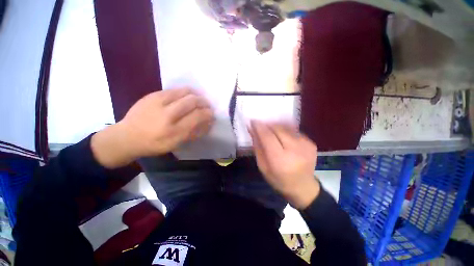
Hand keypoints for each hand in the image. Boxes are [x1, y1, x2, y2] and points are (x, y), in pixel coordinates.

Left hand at [91, 88, 213, 167]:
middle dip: (204, 102)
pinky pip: (174, 89)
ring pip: (185, 92)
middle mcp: (167, 115)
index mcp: (174, 131)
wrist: (127, 136)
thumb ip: (194, 132)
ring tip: (199, 99)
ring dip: (196, 95)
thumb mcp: (177, 144)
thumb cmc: (155, 144)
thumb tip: (208, 122)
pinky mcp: (152, 95)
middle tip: (207, 105)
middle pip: (193, 101)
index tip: (212, 114)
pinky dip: (185, 92)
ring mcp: (158, 102)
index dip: (208, 113)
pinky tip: (187, 97)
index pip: (198, 116)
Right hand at [249, 121, 319, 209]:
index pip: (268, 137)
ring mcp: (305, 145)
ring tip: (271, 131)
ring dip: (276, 127)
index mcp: (280, 160)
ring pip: (286, 128)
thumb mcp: (263, 166)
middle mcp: (295, 150)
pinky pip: (293, 131)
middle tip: (261, 126)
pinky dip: (285, 131)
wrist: (303, 187)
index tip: (253, 121)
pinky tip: (282, 138)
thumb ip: (257, 146)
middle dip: (267, 125)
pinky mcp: (311, 143)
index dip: (259, 127)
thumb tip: (252, 129)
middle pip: (278, 129)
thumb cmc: (279, 180)